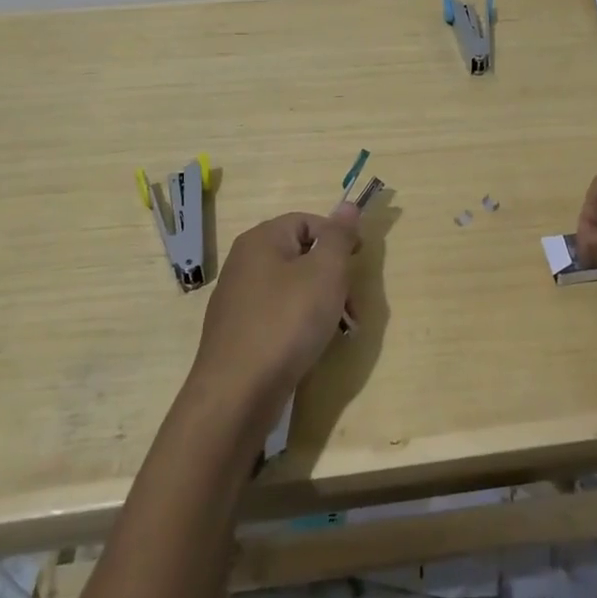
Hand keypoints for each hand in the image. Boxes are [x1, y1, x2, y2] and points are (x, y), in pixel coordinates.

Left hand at [185, 204, 361, 429]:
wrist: (237, 393)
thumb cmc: (287, 321)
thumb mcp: (326, 272)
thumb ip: (339, 236)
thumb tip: (347, 205)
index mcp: (261, 240)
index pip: (308, 221)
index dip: (338, 237)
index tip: (359, 261)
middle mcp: (244, 263)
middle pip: (301, 255)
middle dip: (334, 276)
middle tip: (352, 304)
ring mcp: (238, 300)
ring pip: (292, 288)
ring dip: (322, 303)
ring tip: (339, 330)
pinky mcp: (238, 333)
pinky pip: (278, 315)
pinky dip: (300, 324)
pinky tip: (312, 346)